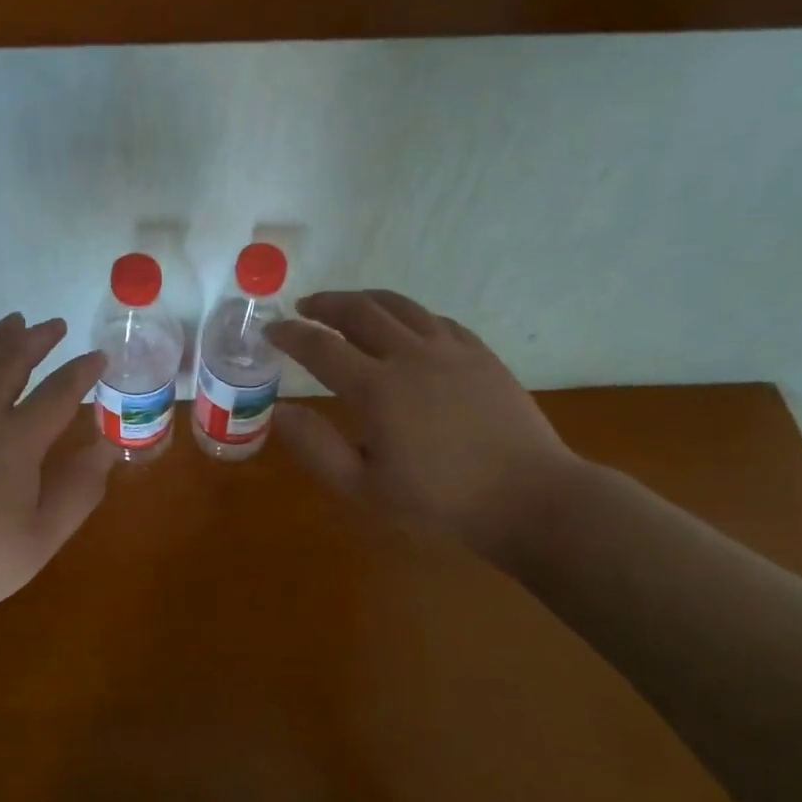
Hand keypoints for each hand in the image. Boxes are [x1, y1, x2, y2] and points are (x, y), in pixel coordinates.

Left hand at [0, 314, 112, 651]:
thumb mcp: (41, 539)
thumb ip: (80, 489)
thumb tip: (108, 447)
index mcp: (15, 441)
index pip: (60, 391)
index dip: (83, 370)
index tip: (98, 356)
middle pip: (11, 357)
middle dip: (39, 338)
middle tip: (55, 326)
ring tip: (13, 323)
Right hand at [265, 290, 583, 561]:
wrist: (529, 498)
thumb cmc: (441, 502)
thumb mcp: (365, 489)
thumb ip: (317, 449)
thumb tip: (280, 412)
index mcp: (377, 388)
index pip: (320, 347)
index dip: (290, 335)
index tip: (272, 331)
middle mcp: (410, 355)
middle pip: (358, 311)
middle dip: (325, 304)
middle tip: (304, 306)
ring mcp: (450, 349)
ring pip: (399, 305)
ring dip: (365, 299)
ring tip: (347, 305)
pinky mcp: (480, 354)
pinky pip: (435, 319)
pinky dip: (408, 314)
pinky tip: (404, 325)